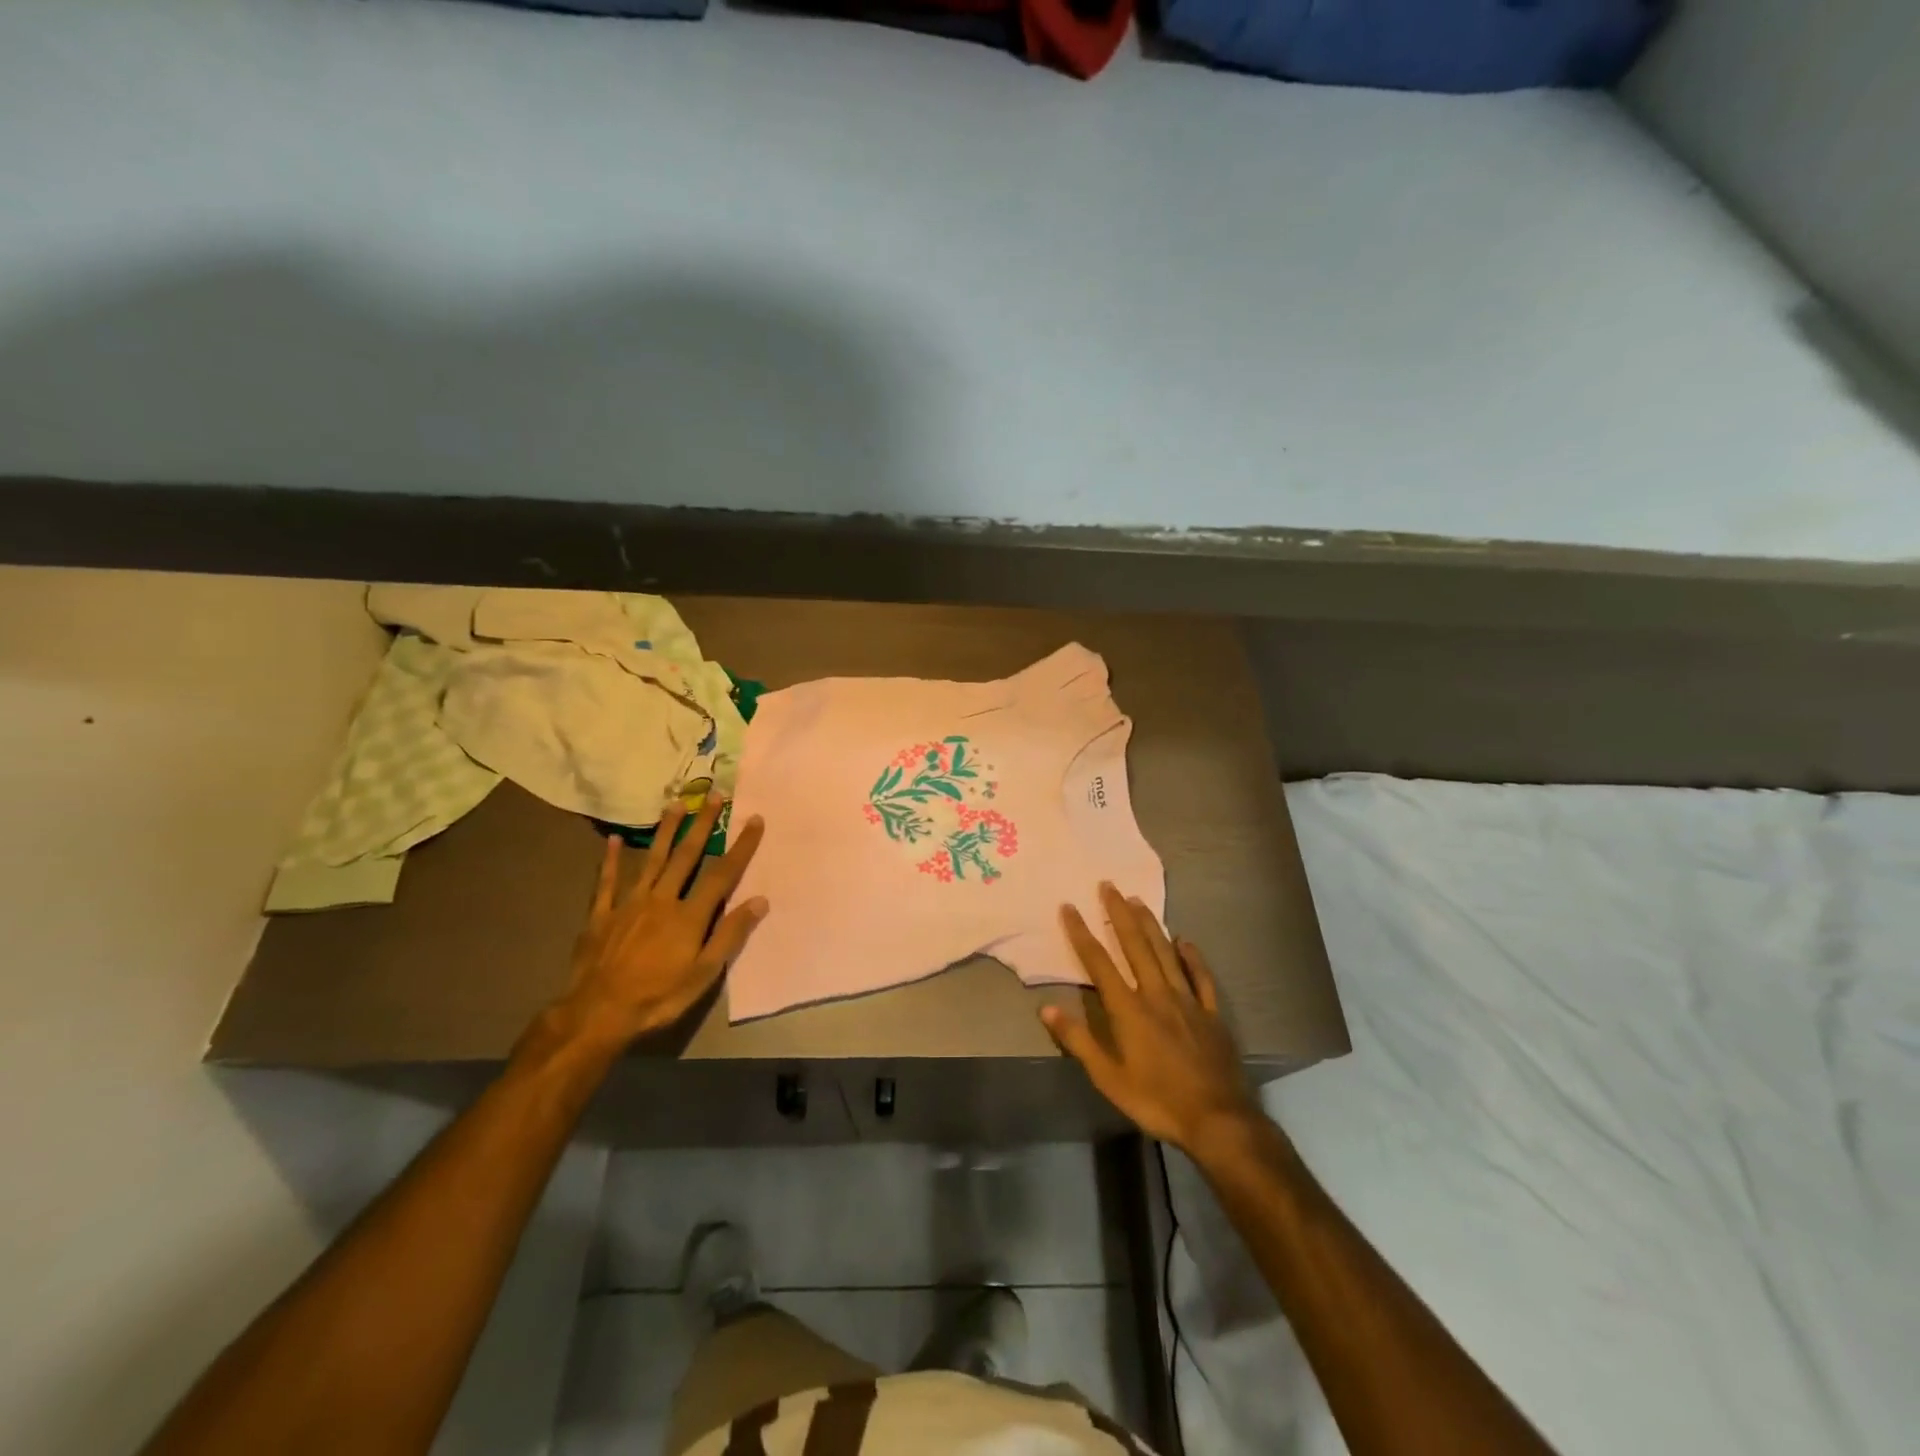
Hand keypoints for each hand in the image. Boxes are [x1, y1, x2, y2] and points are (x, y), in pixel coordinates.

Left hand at [556, 796, 766, 1050]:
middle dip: (703, 825)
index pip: (722, 874)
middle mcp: (662, 900)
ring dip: (666, 831)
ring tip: (675, 804)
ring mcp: (629, 904)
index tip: (755, 820)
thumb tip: (760, 900)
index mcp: (689, 916)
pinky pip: (608, 882)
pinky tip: (614, 840)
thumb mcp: (704, 974)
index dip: (741, 847)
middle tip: (714, 796)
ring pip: (652, 860)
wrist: (597, 1013)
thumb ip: (730, 935)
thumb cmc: (657, 997)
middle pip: (687, 856)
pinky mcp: (602, 915)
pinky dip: (611, 860)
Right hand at [1041, 884, 1262, 1153]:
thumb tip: (1046, 1008)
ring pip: (1166, 953)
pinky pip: (1201, 977)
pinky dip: (1192, 956)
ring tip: (1138, 901)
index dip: (1082, 933)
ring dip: (1151, 925)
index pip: (1099, 963)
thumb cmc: (1156, 1100)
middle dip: (1119, 914)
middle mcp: (1156, 994)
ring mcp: (1187, 1001)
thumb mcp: (1108, 1078)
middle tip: (1109, 885)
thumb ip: (1078, 1041)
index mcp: (1129, 1010)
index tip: (1069, 907)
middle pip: (1135, 946)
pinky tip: (1185, 940)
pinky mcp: (1211, 1013)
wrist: (1218, 1119)